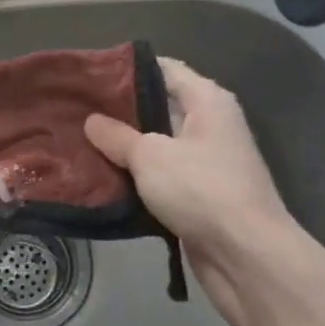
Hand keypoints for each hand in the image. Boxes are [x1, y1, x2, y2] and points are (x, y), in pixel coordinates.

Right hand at [85, 58, 314, 325]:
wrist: (247, 257)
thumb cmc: (201, 189)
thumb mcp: (150, 156)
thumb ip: (117, 136)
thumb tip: (91, 121)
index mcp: (207, 101)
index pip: (163, 68)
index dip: (126, 69)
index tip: (89, 76)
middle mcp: (210, 125)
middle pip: (159, 106)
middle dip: (119, 110)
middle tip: (77, 111)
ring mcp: (206, 162)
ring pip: (157, 144)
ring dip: (125, 147)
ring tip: (81, 142)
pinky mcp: (199, 195)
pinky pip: (161, 177)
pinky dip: (136, 177)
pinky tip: (102, 177)